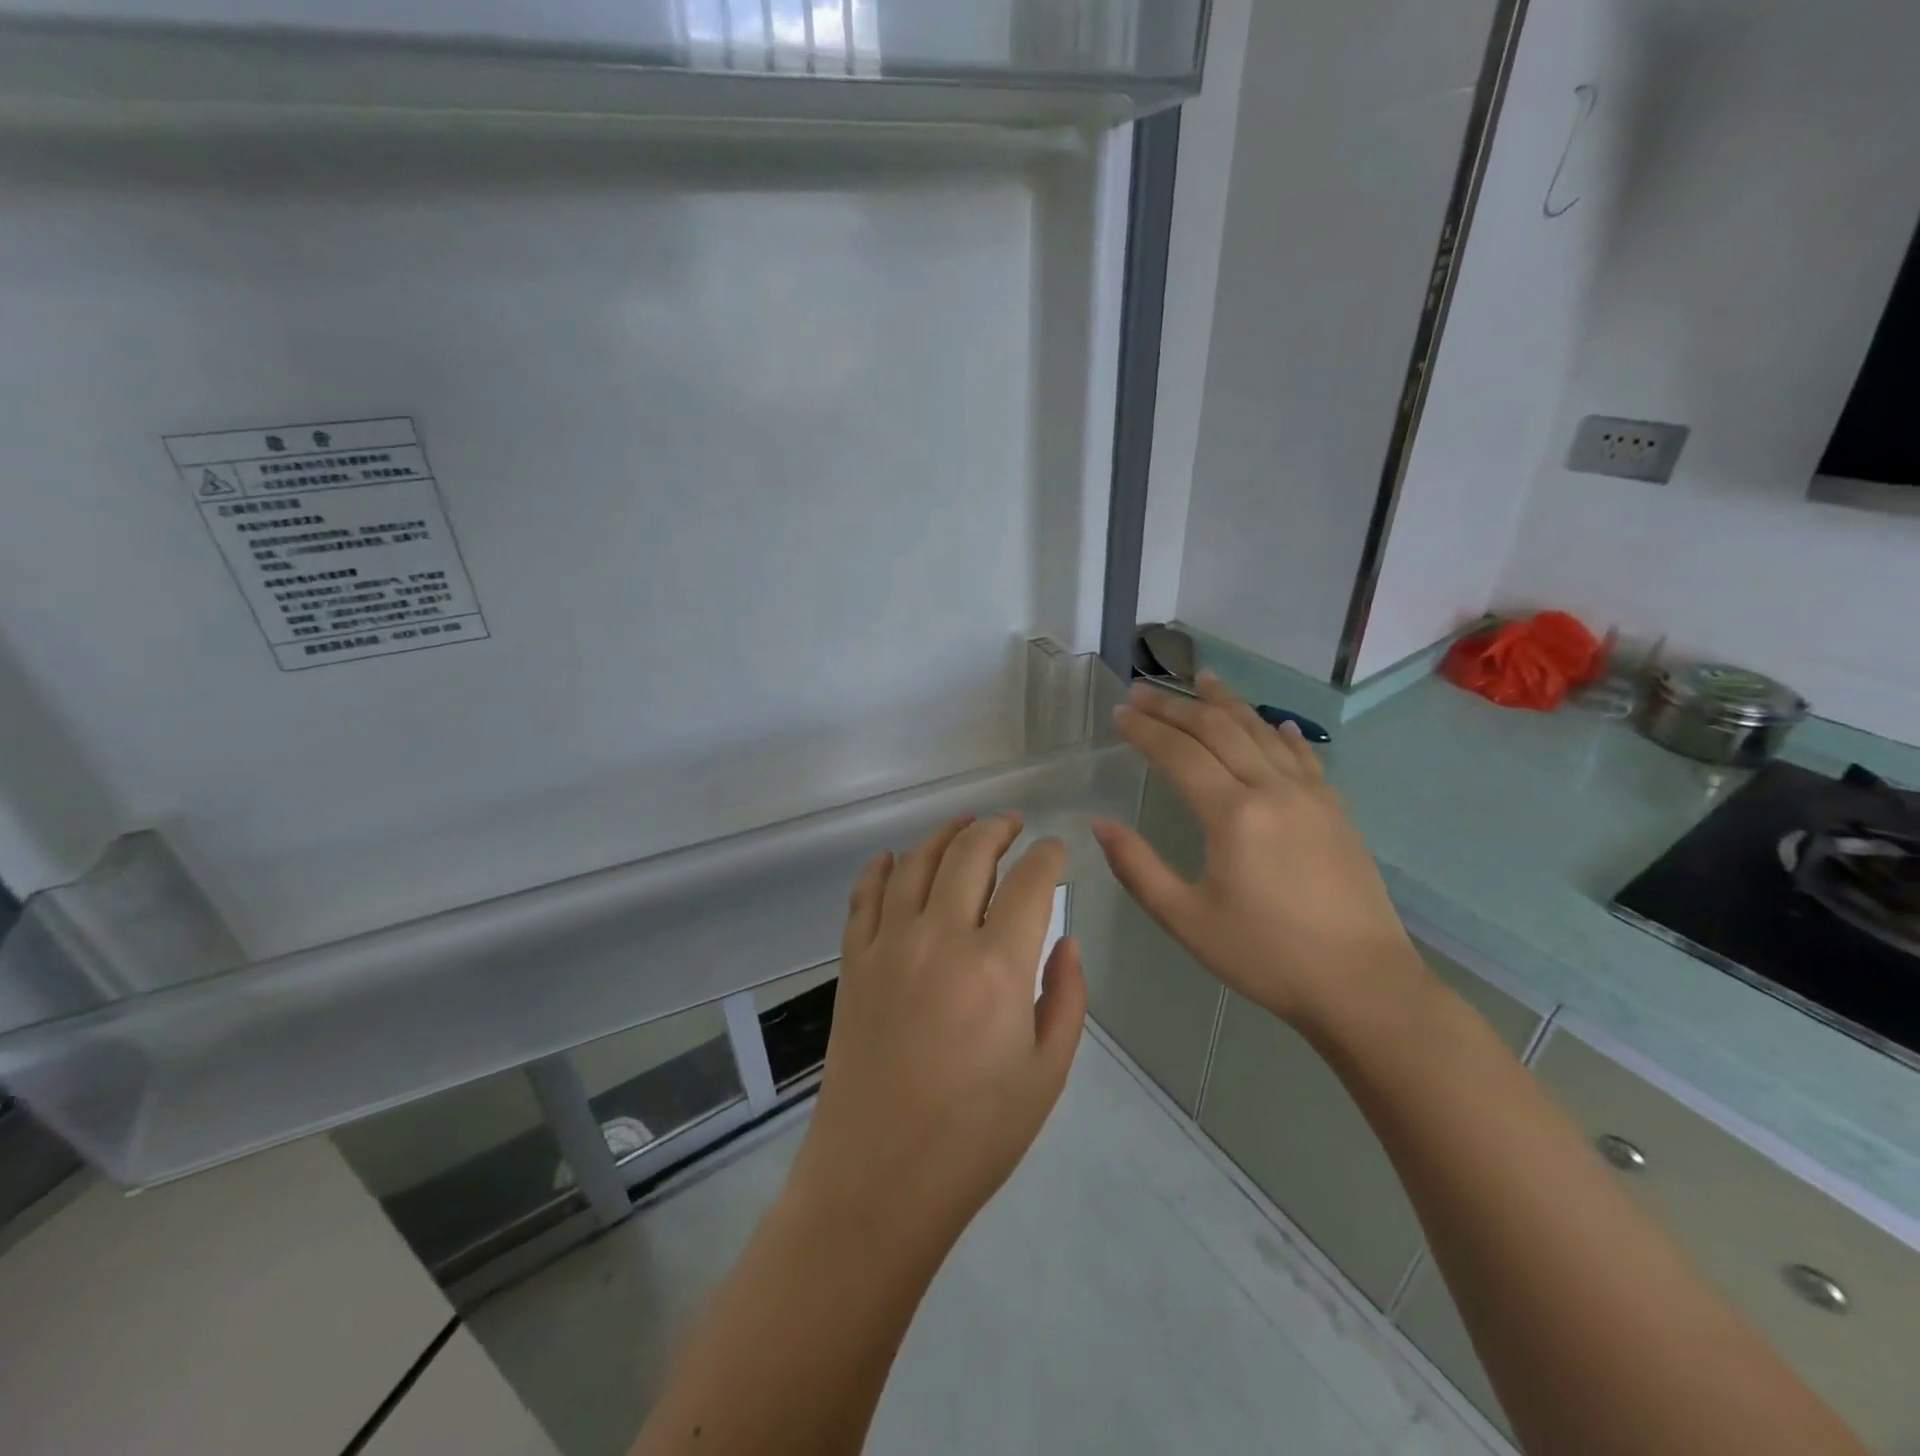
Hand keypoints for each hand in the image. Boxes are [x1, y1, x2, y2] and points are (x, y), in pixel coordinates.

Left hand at [789, 814, 1084, 1250]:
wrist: (878, 1179)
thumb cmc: (976, 1135)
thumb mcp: (1047, 1073)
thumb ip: (1066, 997)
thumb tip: (1067, 941)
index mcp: (998, 965)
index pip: (1030, 882)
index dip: (1048, 856)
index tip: (1055, 849)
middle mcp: (941, 937)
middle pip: (970, 854)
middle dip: (997, 829)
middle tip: (1012, 824)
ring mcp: (889, 945)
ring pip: (917, 862)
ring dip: (944, 833)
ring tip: (964, 824)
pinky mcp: (853, 962)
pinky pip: (865, 896)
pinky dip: (880, 869)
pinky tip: (893, 858)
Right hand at [1092, 674, 1426, 1031]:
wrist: (1362, 985)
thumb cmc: (1266, 955)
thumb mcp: (1186, 920)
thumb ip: (1138, 868)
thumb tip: (1100, 824)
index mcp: (1232, 814)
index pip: (1179, 753)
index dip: (1145, 730)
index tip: (1118, 712)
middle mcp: (1271, 790)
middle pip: (1218, 730)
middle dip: (1175, 706)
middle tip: (1143, 691)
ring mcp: (1310, 796)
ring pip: (1261, 732)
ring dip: (1227, 703)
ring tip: (1201, 679)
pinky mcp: (1335, 811)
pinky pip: (1302, 757)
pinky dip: (1281, 733)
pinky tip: (1273, 724)